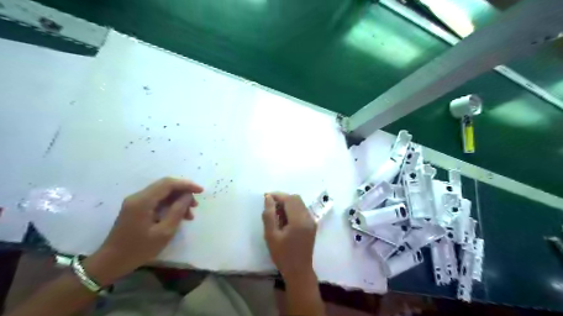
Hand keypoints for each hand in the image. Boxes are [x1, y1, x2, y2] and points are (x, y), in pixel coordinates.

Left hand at [84, 178, 203, 285]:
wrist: (111, 262)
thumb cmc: (138, 249)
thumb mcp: (164, 232)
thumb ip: (177, 211)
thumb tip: (187, 196)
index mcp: (142, 201)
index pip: (168, 184)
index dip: (186, 185)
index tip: (201, 191)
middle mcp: (138, 197)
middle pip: (165, 186)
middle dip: (183, 192)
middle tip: (195, 205)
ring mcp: (136, 202)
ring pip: (162, 193)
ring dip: (177, 200)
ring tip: (189, 214)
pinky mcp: (136, 208)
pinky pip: (157, 200)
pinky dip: (169, 205)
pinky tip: (178, 216)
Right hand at [263, 193, 315, 281]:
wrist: (299, 271)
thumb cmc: (283, 255)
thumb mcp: (271, 236)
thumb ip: (269, 215)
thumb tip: (268, 198)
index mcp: (299, 220)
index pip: (289, 199)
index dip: (278, 195)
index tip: (266, 197)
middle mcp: (308, 217)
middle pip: (296, 199)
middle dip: (283, 198)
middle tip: (270, 204)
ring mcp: (312, 221)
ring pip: (300, 203)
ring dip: (287, 203)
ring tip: (275, 211)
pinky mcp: (312, 224)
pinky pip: (302, 210)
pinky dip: (292, 208)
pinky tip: (284, 217)